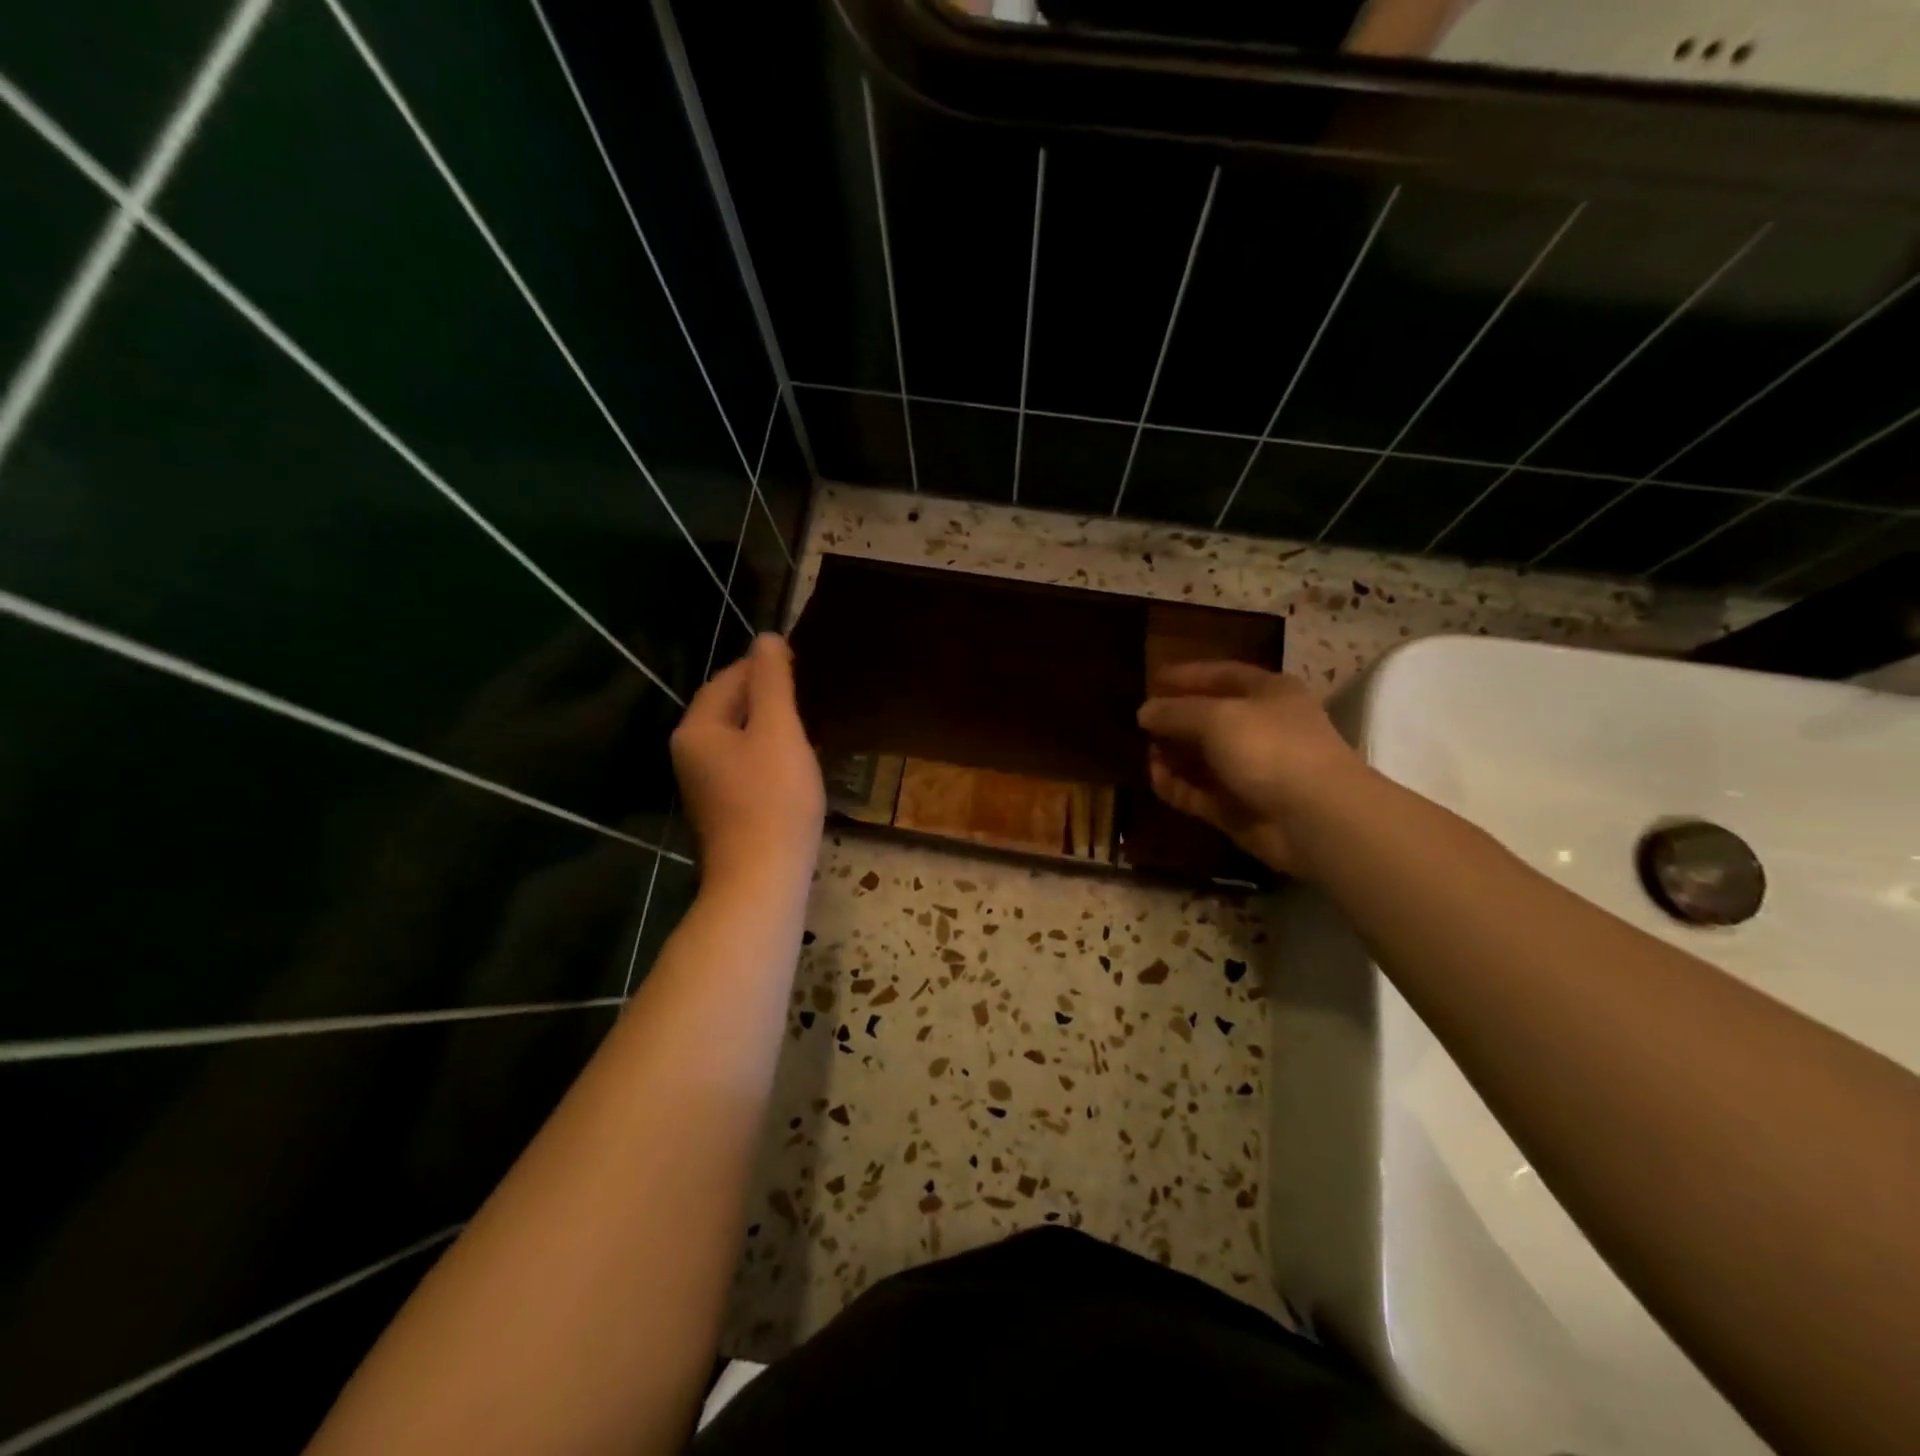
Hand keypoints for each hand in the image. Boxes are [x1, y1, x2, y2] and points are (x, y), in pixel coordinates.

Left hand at [670, 635, 824, 893]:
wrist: (762, 879)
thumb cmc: (773, 799)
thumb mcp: (778, 731)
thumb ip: (772, 682)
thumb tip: (766, 638)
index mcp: (696, 729)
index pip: (728, 679)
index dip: (764, 667)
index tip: (803, 663)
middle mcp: (690, 754)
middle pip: (729, 708)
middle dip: (766, 695)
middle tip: (809, 692)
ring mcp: (704, 785)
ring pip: (738, 738)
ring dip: (769, 726)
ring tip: (807, 722)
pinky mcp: (722, 809)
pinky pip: (744, 766)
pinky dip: (767, 755)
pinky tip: (794, 763)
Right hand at [1136, 661, 1370, 875]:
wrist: (1314, 817)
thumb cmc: (1270, 748)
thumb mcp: (1216, 717)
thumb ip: (1175, 712)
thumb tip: (1144, 711)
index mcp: (1268, 693)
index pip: (1222, 675)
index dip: (1188, 675)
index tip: (1152, 679)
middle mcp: (1261, 728)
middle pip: (1210, 718)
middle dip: (1175, 719)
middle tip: (1140, 722)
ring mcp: (1251, 770)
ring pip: (1203, 758)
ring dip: (1173, 754)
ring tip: (1143, 751)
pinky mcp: (1238, 808)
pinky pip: (1199, 792)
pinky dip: (1177, 785)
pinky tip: (1154, 777)